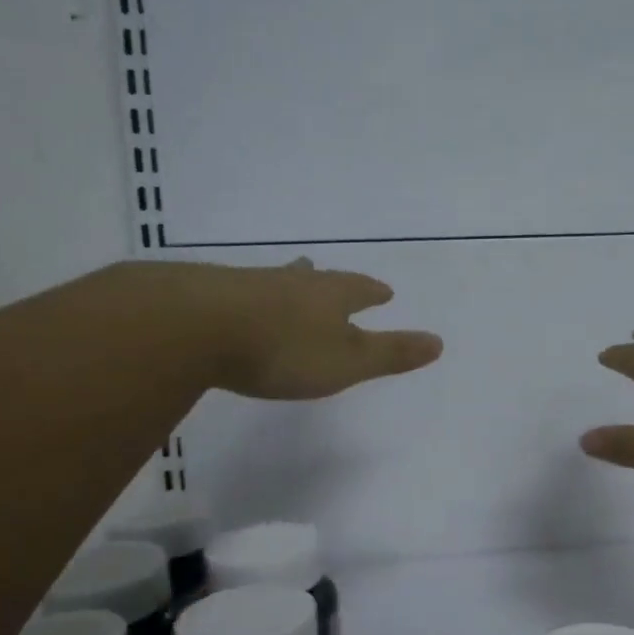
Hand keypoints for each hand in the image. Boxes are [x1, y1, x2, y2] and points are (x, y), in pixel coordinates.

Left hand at [188, 259, 441, 399]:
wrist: (194, 327)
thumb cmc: (284, 348)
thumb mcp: (347, 361)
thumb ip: (391, 353)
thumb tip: (439, 341)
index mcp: (329, 296)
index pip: (359, 289)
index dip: (373, 292)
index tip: (385, 292)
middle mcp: (292, 283)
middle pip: (316, 278)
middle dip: (328, 282)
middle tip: (329, 273)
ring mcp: (249, 286)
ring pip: (278, 281)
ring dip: (289, 283)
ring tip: (291, 277)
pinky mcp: (210, 297)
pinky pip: (242, 292)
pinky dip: (252, 298)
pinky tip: (242, 305)